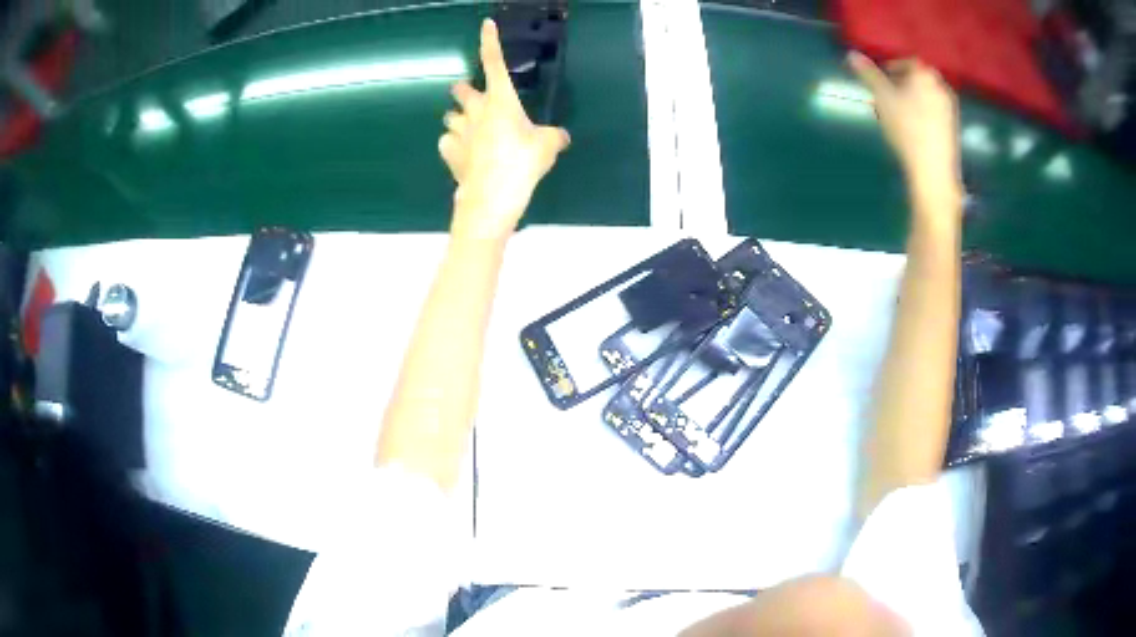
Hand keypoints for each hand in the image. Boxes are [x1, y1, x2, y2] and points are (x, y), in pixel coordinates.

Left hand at [440, 19, 570, 240]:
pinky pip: (447, 141)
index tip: (485, 24)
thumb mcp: (548, 146)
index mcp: (501, 100)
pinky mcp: (448, 151)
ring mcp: (458, 131)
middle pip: (461, 89)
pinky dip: (453, 144)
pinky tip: (463, 154)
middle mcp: (475, 110)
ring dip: (458, 118)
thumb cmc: (522, 163)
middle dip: (464, 90)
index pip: (494, 62)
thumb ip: (553, 136)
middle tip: (473, 97)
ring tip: (470, 130)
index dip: (490, 41)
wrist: (492, 196)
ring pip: (450, 116)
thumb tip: (560, 136)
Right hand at [848, 52, 961, 202]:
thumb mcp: (882, 97)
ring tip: (899, 115)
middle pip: (918, 79)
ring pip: (927, 96)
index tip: (881, 80)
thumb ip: (867, 74)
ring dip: (913, 100)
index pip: (907, 62)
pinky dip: (924, 115)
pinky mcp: (954, 128)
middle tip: (888, 97)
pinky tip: (914, 130)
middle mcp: (940, 86)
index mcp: (924, 74)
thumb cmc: (906, 127)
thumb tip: (851, 54)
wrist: (933, 168)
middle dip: (903, 85)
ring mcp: (950, 108)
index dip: (892, 68)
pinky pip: (935, 113)